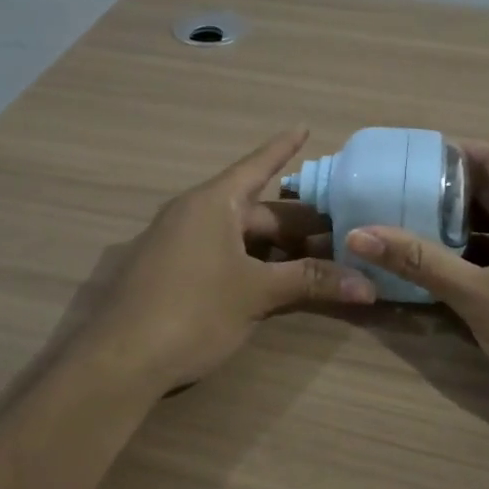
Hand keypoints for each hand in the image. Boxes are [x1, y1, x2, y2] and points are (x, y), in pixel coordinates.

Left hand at [78, 127, 376, 392]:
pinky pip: (221, 256)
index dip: (283, 148)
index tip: (305, 127)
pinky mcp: (170, 274)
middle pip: (255, 210)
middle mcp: (192, 215)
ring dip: (277, 248)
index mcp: (211, 203)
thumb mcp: (256, 294)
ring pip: (239, 237)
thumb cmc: (193, 311)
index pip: (256, 166)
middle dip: (296, 223)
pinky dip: (252, 264)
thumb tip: (369, 285)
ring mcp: (178, 245)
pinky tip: (275, 282)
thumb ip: (310, 283)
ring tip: (318, 259)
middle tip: (340, 232)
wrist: (120, 362)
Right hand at [346, 140, 488, 424]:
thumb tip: (358, 234)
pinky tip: (448, 270)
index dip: (453, 150)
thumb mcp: (478, 298)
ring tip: (413, 230)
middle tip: (400, 198)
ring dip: (462, 223)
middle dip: (448, 189)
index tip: (408, 163)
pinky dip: (479, 251)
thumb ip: (420, 262)